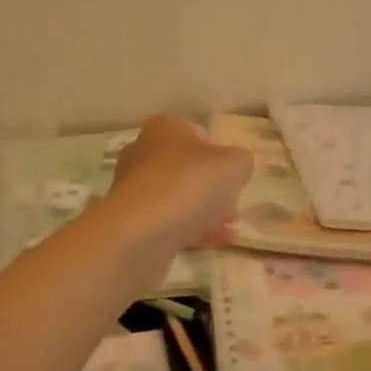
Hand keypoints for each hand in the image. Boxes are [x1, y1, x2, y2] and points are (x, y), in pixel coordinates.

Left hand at [106, 114, 252, 250]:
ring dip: (202, 210)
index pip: (198, 134)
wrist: (140, 231)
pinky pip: (167, 220)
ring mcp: (134, 187)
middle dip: (212, 187)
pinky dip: (189, 229)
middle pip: (187, 167)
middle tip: (232, 206)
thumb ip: (241, 161)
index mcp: (165, 127)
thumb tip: (236, 167)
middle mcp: (144, 151)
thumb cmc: (189, 184)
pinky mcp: (130, 219)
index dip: (220, 155)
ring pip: (177, 196)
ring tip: (227, 228)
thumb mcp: (234, 165)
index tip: (234, 177)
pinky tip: (212, 243)